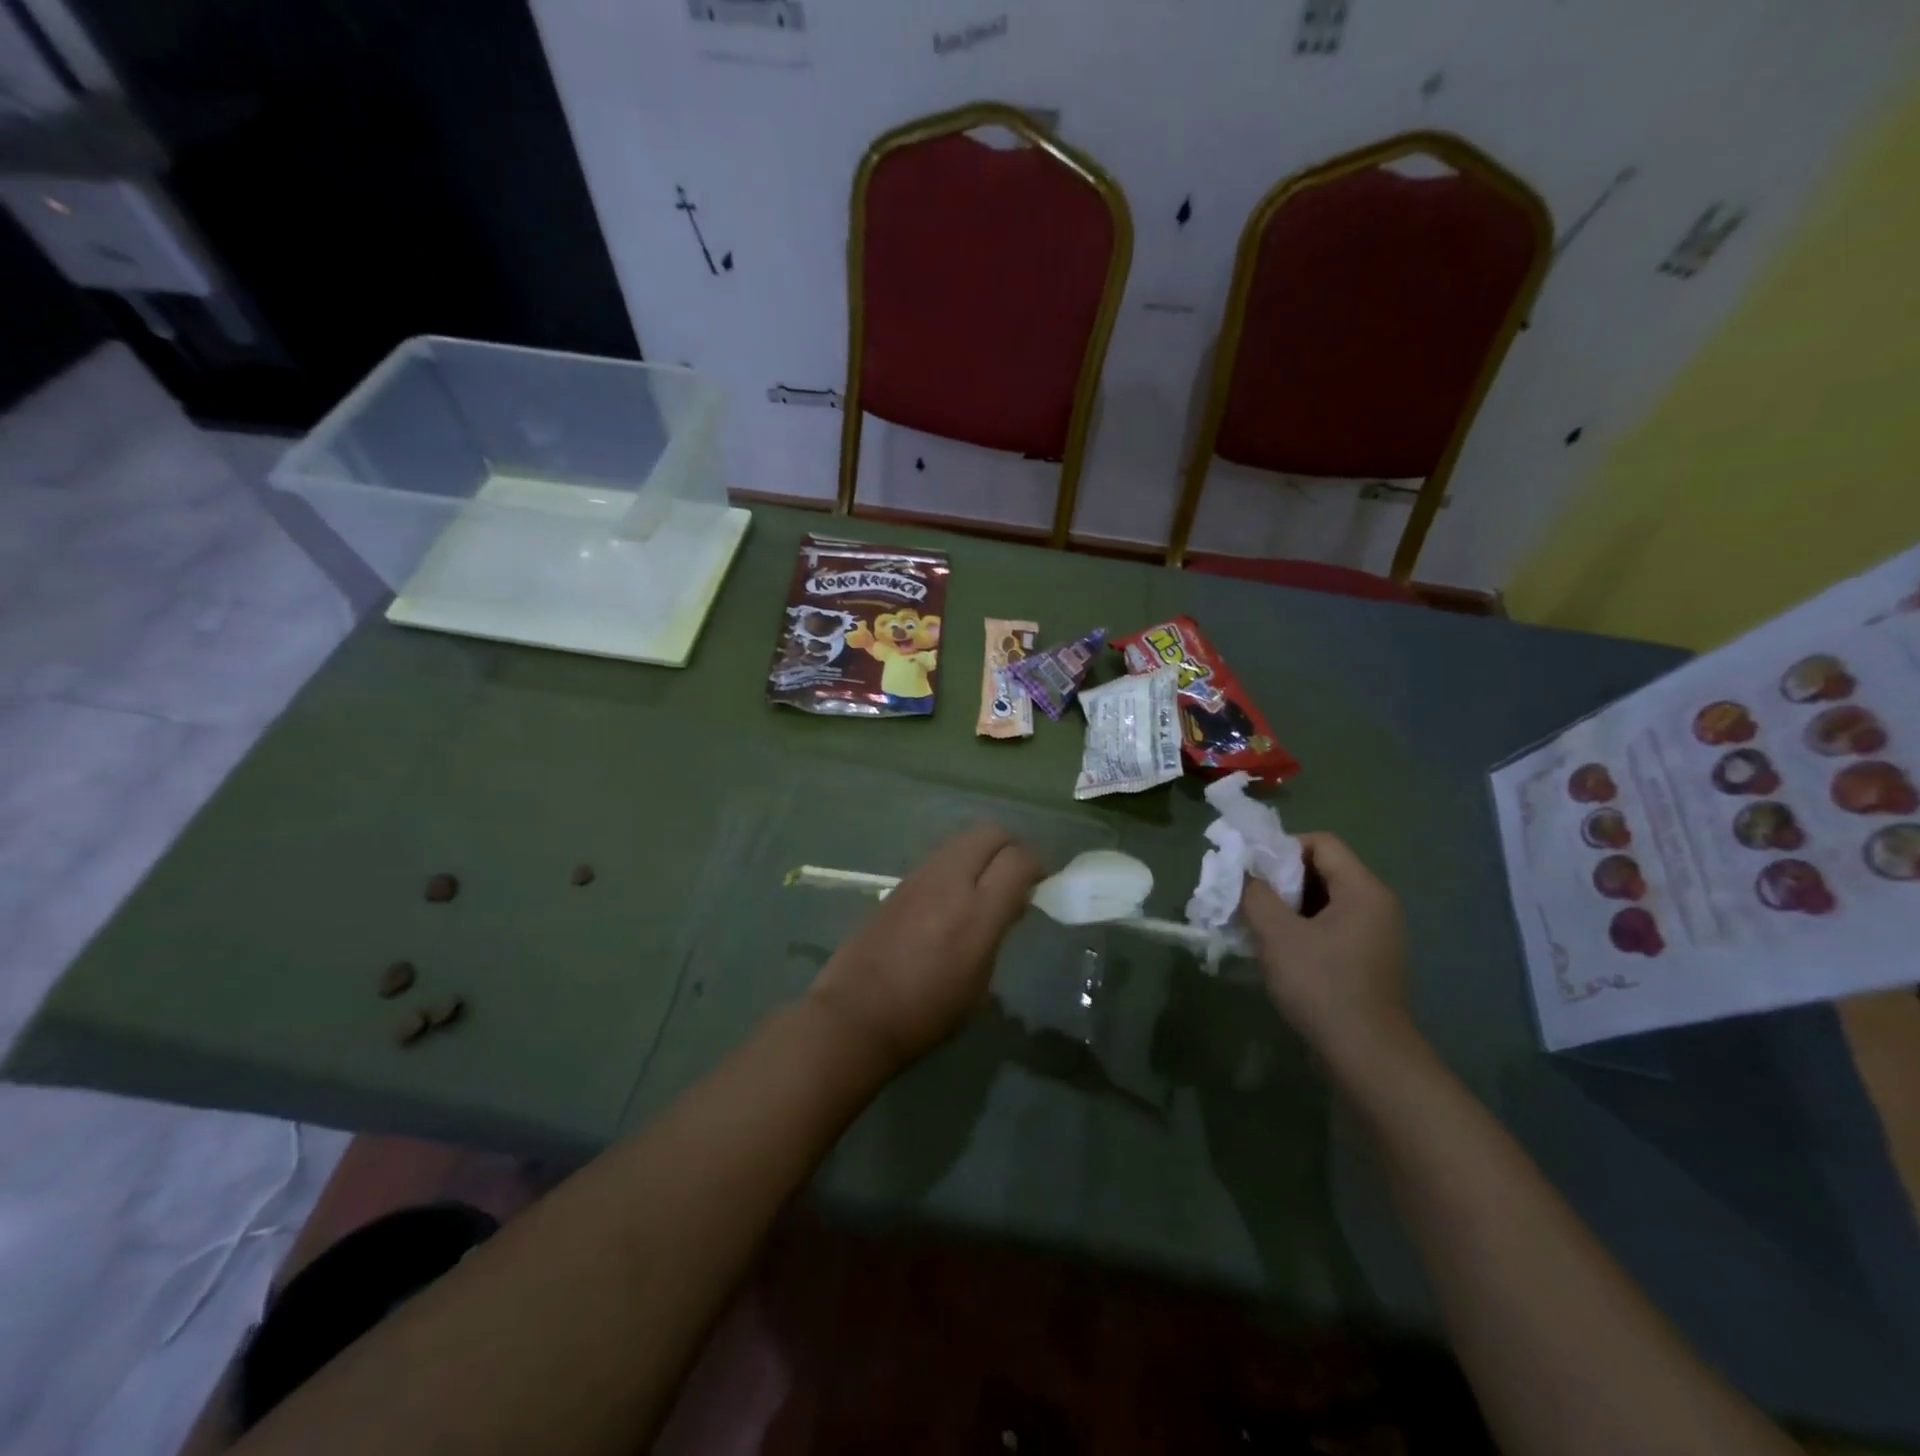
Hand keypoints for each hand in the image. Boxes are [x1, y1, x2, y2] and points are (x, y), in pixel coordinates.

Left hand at [808, 824, 1043, 1069]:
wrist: (856, 1013)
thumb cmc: (927, 1013)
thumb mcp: (979, 981)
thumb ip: (998, 931)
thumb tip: (1011, 901)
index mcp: (977, 912)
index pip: (1019, 859)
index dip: (1037, 866)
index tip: (1041, 884)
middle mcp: (950, 882)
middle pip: (990, 832)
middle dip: (1010, 846)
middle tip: (1016, 875)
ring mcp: (920, 877)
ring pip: (962, 839)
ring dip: (981, 851)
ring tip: (984, 884)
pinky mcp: (899, 881)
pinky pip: (939, 857)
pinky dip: (956, 863)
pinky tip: (953, 895)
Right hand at [1241, 832, 1412, 1066]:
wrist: (1366, 1057)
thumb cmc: (1321, 985)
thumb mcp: (1277, 934)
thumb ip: (1254, 894)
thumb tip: (1242, 872)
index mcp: (1363, 890)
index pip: (1321, 843)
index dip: (1281, 848)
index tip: (1251, 872)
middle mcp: (1376, 905)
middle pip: (1321, 870)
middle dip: (1279, 880)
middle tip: (1247, 899)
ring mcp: (1375, 935)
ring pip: (1322, 902)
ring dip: (1286, 907)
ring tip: (1255, 926)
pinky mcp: (1367, 961)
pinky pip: (1329, 928)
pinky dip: (1301, 930)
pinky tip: (1276, 951)